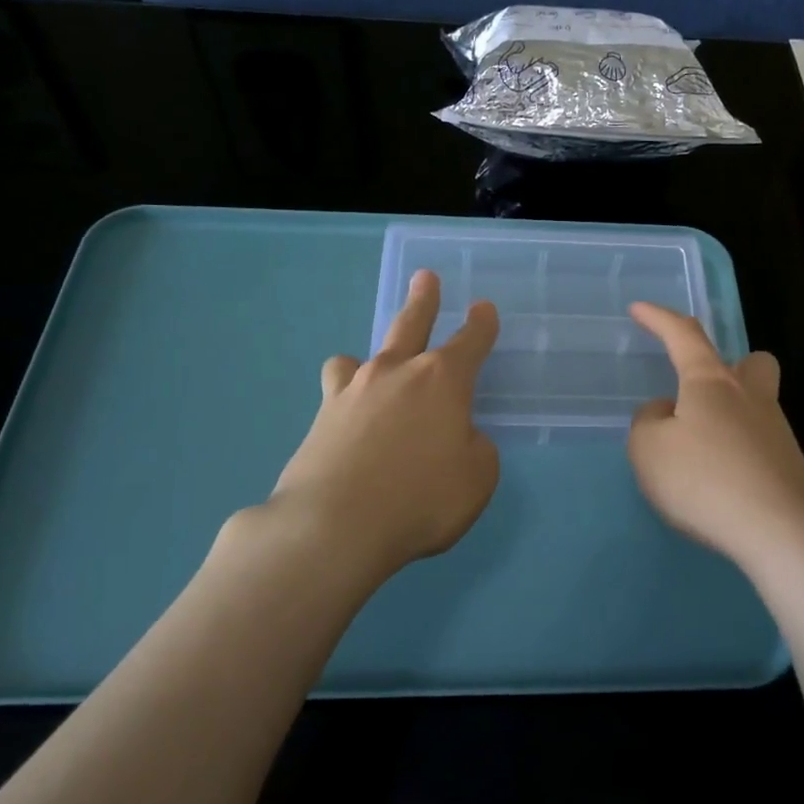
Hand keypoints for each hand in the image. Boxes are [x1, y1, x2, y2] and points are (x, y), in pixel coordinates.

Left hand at [257, 270, 499, 578]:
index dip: (480, 325)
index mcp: (442, 381)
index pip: (469, 341)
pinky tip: (347, 419)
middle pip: (411, 325)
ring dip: (370, 355)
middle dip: (423, 300)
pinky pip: (336, 394)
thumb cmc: (421, 499)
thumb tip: (457, 439)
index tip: (483, 309)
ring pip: (360, 357)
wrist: (334, 526)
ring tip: (366, 364)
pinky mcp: (320, 419)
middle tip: (424, 277)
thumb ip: (474, 450)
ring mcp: (352, 393)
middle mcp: (396, 374)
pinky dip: (346, 398)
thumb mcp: (477, 478)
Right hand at [628, 303, 803, 571]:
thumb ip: (648, 422)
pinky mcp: (788, 467)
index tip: (639, 309)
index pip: (684, 335)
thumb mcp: (649, 449)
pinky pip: (758, 445)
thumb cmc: (706, 479)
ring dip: (728, 417)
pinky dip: (737, 453)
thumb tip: (666, 413)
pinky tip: (719, 484)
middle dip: (730, 366)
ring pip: (756, 405)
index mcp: (711, 381)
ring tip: (696, 455)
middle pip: (751, 363)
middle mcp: (750, 397)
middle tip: (702, 392)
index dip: (659, 319)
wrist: (782, 532)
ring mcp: (776, 432)